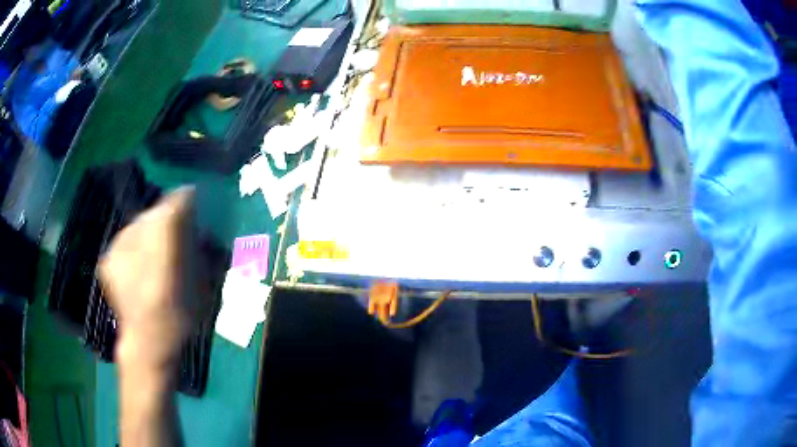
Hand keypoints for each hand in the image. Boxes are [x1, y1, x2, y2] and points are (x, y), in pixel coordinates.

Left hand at [99, 187, 199, 371]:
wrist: (147, 342)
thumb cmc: (181, 317)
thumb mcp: (205, 284)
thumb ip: (203, 250)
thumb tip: (202, 229)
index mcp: (164, 240)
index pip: (177, 201)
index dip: (187, 200)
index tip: (194, 203)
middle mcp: (137, 234)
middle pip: (156, 211)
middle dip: (168, 218)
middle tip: (175, 236)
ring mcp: (118, 245)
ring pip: (139, 225)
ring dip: (150, 233)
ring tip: (155, 256)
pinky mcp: (107, 257)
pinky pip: (125, 241)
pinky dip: (134, 247)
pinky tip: (139, 268)